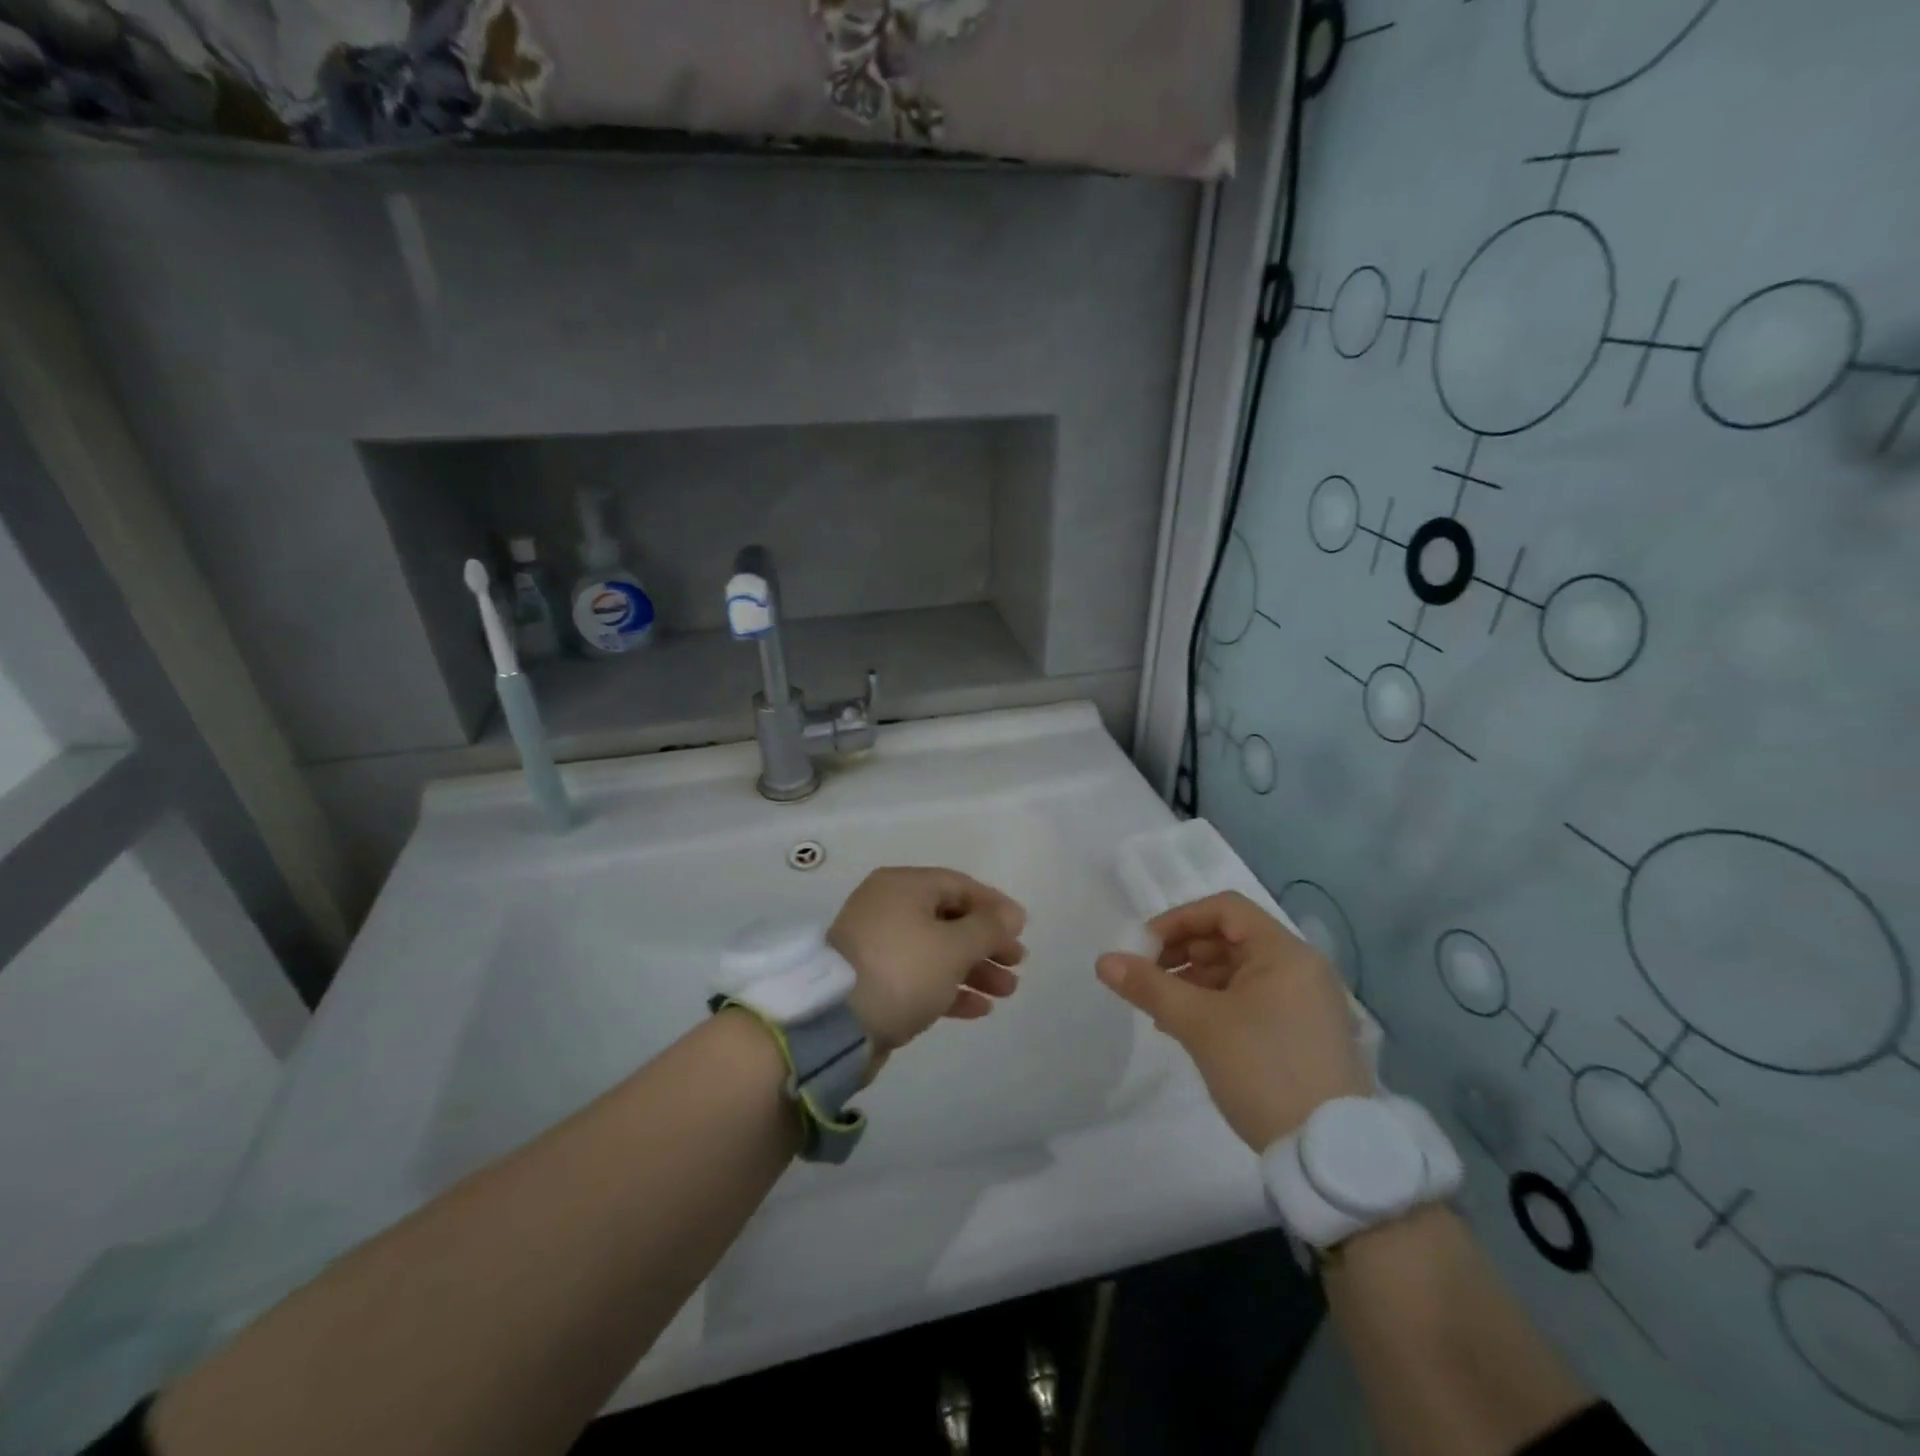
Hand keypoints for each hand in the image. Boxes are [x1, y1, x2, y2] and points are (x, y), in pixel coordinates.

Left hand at [830, 868, 1026, 1060]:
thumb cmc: (902, 970)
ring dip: (974, 968)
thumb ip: (988, 928)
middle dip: (987, 942)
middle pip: (949, 918)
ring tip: (1007, 991)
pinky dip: (949, 988)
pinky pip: (920, 976)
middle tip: (1017, 964)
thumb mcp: (953, 946)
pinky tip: (979, 1008)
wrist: (835, 1025)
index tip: (1022, 931)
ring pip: (937, 950)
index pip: (959, 886)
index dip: (995, 906)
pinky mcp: (874, 981)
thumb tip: (1011, 915)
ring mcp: (878, 945)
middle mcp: (888, 907)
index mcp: (903, 886)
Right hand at [1095, 891, 1370, 1149]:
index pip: (1224, 909)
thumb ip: (1149, 987)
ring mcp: (1305, 1003)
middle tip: (1147, 978)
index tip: (1144, 948)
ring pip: (1238, 972)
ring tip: (1160, 1008)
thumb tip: (1103, 961)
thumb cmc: (1263, 1070)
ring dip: (1194, 981)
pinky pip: (1251, 1000)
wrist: (1328, 1154)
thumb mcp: (1198, 1024)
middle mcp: (1300, 968)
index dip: (1178, 920)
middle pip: (1230, 939)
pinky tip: (1186, 1028)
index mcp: (1284, 952)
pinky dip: (1216, 1004)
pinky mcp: (1302, 1034)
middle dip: (1182, 953)